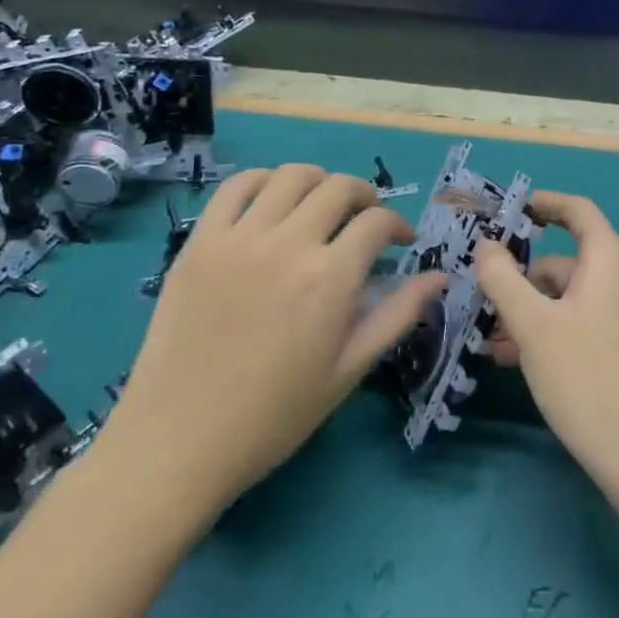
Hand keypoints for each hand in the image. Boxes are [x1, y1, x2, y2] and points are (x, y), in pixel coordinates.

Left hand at [99, 165, 447, 532]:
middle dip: (365, 197)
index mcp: (330, 278)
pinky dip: (263, 181)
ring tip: (321, 206)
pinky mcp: (199, 242)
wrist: (178, 441)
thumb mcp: (349, 370)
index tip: (401, 242)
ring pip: (290, 176)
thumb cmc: (275, 414)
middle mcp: (288, 244)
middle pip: (339, 187)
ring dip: (318, 182)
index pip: (377, 222)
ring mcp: (239, 238)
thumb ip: (397, 315)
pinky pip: (235, 187)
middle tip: (366, 220)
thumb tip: (440, 277)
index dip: (398, 225)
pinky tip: (272, 202)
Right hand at [474, 192, 618, 484]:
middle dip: (525, 280)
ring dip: (535, 312)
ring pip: (575, 297)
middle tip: (485, 304)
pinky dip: (556, 330)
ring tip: (496, 343)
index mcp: (612, 258)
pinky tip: (524, 360)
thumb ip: (502, 277)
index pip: (578, 211)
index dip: (544, 203)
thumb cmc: (584, 376)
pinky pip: (589, 321)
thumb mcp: (532, 324)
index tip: (512, 209)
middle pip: (570, 262)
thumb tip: (487, 245)